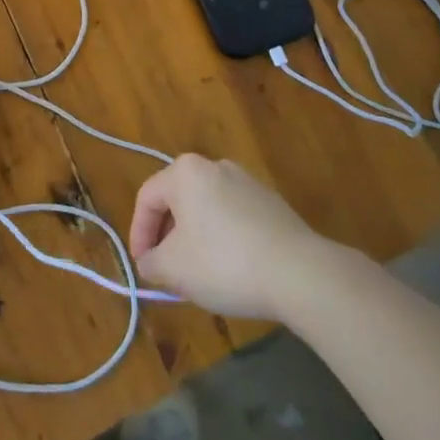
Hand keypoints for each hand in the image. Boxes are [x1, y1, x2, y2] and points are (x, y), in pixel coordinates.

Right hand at [129, 154, 323, 319]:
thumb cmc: (224, 263)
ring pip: (206, 209)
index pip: (147, 198)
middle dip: (167, 237)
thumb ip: (150, 262)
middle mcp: (215, 166)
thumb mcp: (173, 269)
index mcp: (185, 172)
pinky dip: (223, 239)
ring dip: (195, 238)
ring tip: (198, 274)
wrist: (300, 273)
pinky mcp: (272, 203)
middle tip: (167, 270)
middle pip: (178, 200)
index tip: (142, 266)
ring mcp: (247, 182)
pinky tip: (231, 270)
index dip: (138, 234)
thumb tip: (150, 262)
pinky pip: (233, 217)